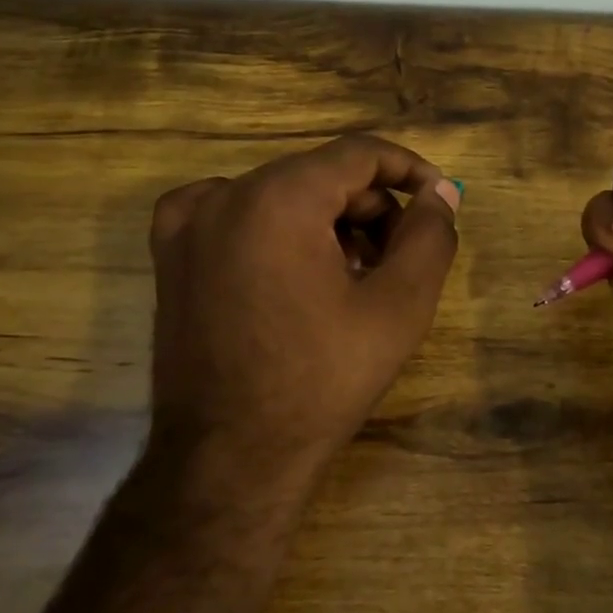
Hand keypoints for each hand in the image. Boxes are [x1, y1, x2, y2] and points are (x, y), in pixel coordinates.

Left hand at [147, 135, 460, 488]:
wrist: (230, 458)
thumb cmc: (322, 380)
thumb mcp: (399, 307)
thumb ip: (430, 235)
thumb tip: (442, 193)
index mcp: (279, 198)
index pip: (359, 154)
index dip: (410, 170)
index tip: (440, 201)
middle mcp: (225, 195)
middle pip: (321, 176)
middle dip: (371, 208)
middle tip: (399, 260)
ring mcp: (188, 224)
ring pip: (282, 196)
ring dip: (328, 224)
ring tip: (354, 279)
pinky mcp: (170, 255)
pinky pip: (235, 215)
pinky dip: (275, 230)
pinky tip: (292, 272)